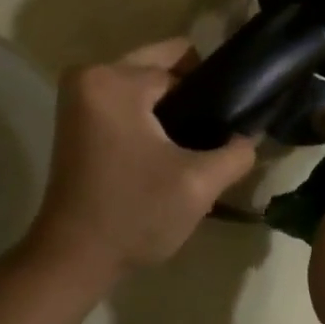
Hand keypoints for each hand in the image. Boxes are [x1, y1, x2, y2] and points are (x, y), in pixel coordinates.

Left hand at [30, 38, 257, 282]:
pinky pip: (125, 100)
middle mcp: (90, 75)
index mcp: (115, 80)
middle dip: (191, 94)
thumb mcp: (198, 185)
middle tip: (214, 133)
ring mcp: (78, 96)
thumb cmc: (134, 215)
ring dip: (170, 107)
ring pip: (143, 84)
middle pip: (159, 66)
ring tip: (194, 145)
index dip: (213, 90)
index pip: (182, 65)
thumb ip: (236, 152)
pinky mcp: (76, 118)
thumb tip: (251, 135)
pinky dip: (149, 116)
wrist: (73, 258)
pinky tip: (168, 150)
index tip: (231, 121)